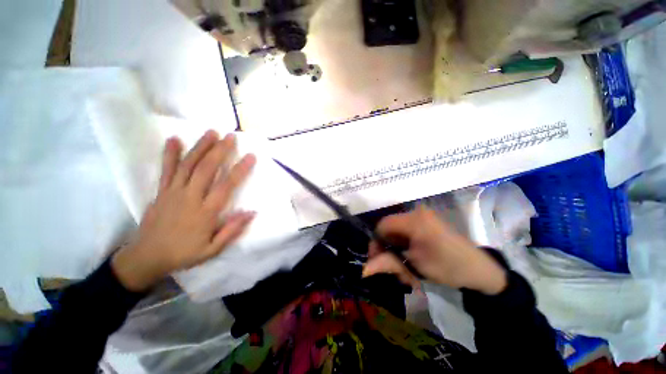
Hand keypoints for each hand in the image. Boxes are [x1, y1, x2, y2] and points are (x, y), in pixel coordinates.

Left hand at [112, 131, 256, 291]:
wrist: (146, 257)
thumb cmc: (184, 253)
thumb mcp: (212, 249)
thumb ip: (232, 230)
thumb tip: (251, 212)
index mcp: (205, 212)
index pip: (226, 186)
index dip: (239, 170)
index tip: (250, 156)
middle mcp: (190, 197)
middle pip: (206, 169)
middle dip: (220, 150)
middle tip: (231, 136)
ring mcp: (173, 192)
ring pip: (188, 165)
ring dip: (200, 147)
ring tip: (211, 132)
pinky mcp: (161, 191)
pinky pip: (166, 169)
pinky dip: (169, 153)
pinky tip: (174, 139)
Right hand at [363, 207, 507, 294]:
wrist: (481, 271)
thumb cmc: (449, 267)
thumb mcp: (415, 266)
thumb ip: (388, 263)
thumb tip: (363, 270)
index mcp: (414, 220)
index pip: (383, 225)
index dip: (376, 242)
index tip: (377, 260)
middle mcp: (416, 214)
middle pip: (390, 230)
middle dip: (388, 251)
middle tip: (395, 271)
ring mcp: (423, 218)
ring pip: (398, 234)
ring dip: (397, 253)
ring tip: (407, 273)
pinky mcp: (427, 224)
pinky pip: (407, 234)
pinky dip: (405, 249)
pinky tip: (413, 263)